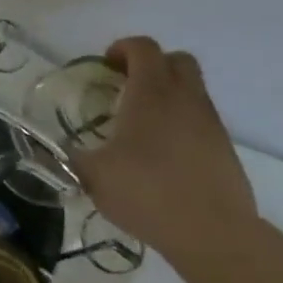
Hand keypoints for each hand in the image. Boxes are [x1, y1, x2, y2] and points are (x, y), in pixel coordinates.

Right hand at [72, 37, 257, 267]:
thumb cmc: (148, 193)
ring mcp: (210, 123)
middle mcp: (185, 98)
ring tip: (142, 125)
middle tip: (126, 87)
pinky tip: (163, 154)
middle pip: (176, 59)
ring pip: (192, 89)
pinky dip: (182, 123)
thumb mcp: (94, 175)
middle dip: (151, 65)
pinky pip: (201, 119)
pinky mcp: (225, 149)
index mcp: (152, 93)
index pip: (143, 47)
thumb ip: (72, 156)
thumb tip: (57, 150)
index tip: (105, 67)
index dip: (122, 48)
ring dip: (168, 94)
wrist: (214, 234)